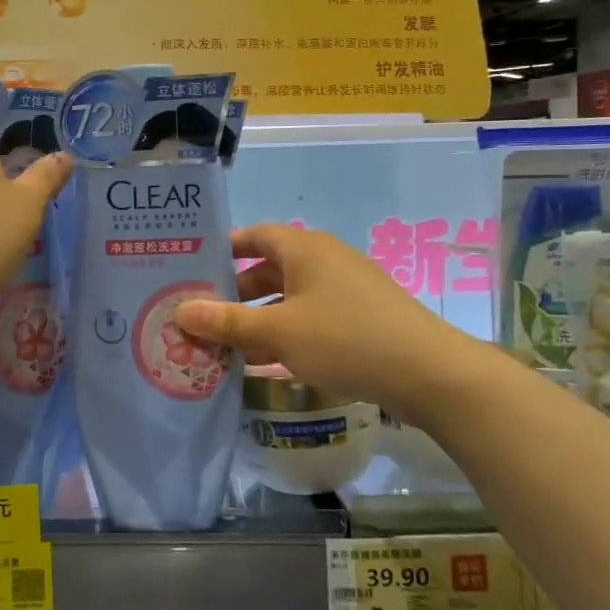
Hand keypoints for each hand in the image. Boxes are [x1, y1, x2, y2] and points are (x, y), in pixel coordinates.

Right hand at [173, 222, 489, 420]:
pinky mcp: (359, 317)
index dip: (222, 250)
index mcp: (304, 248)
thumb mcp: (278, 332)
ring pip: (288, 297)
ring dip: (257, 318)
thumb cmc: (346, 339)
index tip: (192, 270)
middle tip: (200, 315)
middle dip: (234, 293)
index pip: (253, 236)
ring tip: (223, 345)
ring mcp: (345, 289)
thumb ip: (227, 322)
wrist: (429, 373)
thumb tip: (180, 311)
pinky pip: (309, 317)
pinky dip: (284, 332)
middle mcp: (324, 260)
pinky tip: (264, 362)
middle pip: (267, 268)